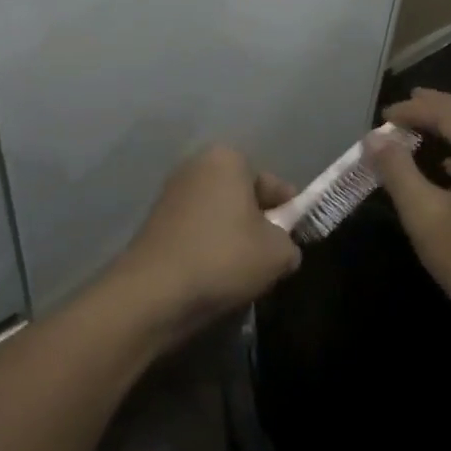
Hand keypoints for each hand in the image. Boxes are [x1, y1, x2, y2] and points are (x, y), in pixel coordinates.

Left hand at [114, 146, 301, 342]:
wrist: (154, 291)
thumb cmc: (223, 257)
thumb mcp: (277, 253)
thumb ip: (289, 244)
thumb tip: (282, 248)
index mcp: (227, 158)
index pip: (271, 183)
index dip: (289, 211)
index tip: (296, 238)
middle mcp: (196, 165)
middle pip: (242, 196)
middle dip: (258, 223)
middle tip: (272, 257)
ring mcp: (172, 192)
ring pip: (219, 215)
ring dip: (233, 238)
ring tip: (244, 272)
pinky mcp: (156, 221)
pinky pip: (197, 231)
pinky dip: (209, 248)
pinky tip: (215, 276)